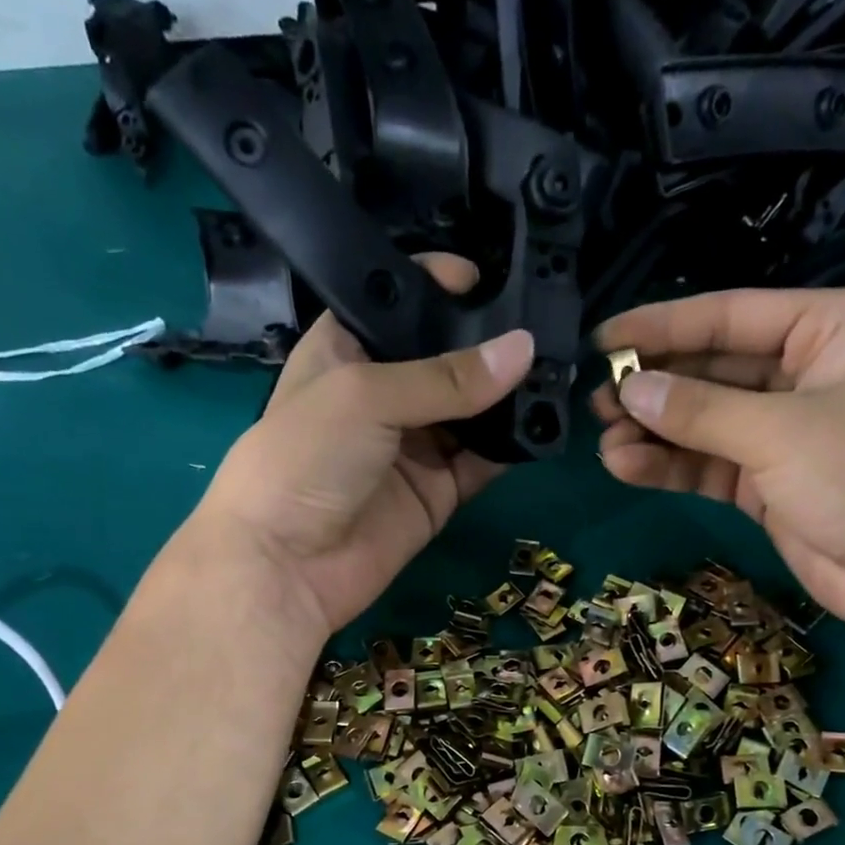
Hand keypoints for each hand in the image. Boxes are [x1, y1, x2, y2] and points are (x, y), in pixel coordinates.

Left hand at [180, 255, 534, 643]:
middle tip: (549, 326)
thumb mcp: (367, 396)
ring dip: (510, 397)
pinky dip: (512, 448)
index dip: (442, 287)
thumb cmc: (305, 458)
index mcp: (348, 350)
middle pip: (447, 359)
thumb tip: (523, 350)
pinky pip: (483, 463)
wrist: (286, 565)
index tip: (495, 278)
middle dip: (491, 345)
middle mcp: (385, 394)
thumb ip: (446, 377)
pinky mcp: (438, 493)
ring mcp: (414, 446)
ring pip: (473, 413)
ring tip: (558, 371)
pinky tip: (545, 425)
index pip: (402, 306)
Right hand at [592, 288, 844, 659]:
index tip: (602, 339)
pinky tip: (626, 467)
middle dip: (656, 388)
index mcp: (829, 329)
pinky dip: (674, 467)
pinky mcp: (771, 485)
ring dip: (657, 433)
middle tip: (596, 401)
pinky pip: (712, 466)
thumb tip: (630, 390)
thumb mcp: (781, 432)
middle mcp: (806, 374)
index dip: (662, 327)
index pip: (730, 317)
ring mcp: (788, 434)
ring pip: (707, 424)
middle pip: (714, 371)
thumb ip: (700, 411)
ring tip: (604, 442)